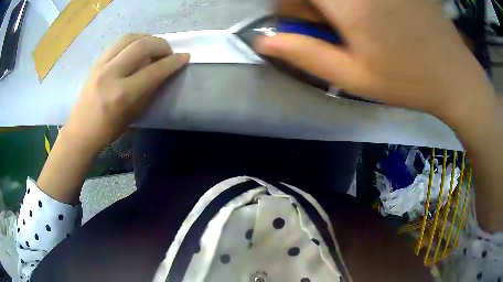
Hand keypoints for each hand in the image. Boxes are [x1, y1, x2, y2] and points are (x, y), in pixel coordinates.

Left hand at [65, 34, 189, 152]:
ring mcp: (101, 65)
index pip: (154, 70)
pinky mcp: (96, 62)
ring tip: (153, 46)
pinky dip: (132, 41)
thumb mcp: (133, 114)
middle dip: (161, 44)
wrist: (81, 131)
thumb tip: (162, 71)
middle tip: (168, 52)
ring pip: (129, 38)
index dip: (173, 62)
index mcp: (122, 95)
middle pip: (142, 46)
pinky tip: (136, 47)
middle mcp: (111, 74)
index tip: (184, 57)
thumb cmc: (108, 130)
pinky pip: (118, 43)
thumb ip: (148, 90)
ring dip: (146, 38)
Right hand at [257, 0, 495, 122]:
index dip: (291, 7)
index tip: (298, 21)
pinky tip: (372, 14)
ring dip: (333, 6)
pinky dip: (352, 5)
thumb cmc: (407, 80)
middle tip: (328, 22)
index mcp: (348, 2)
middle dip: (312, 6)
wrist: (454, 74)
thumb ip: (304, 54)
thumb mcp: (353, 77)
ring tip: (355, 20)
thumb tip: (263, 40)